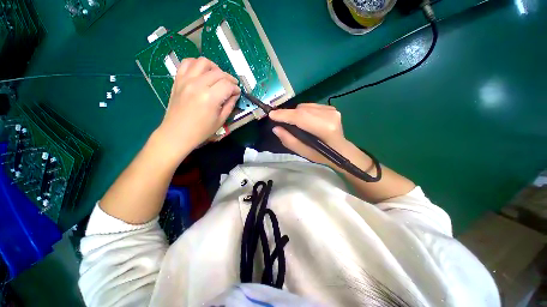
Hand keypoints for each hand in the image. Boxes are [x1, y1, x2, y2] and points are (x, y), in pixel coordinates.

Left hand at [155, 57, 240, 156]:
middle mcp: (198, 85)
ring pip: (203, 62)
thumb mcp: (221, 120)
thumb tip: (234, 94)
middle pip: (218, 73)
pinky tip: (202, 72)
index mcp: (210, 98)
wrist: (177, 133)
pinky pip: (187, 63)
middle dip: (229, 78)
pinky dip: (197, 64)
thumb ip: (230, 105)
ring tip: (218, 76)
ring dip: (214, 67)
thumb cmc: (201, 131)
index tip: (238, 93)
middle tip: (232, 86)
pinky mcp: (178, 80)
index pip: (227, 85)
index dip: (235, 88)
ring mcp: (186, 80)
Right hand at [269, 103, 372, 171]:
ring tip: (293, 123)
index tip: (271, 115)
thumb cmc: (322, 155)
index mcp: (325, 129)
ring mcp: (331, 110)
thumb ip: (289, 140)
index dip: (285, 115)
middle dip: (287, 114)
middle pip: (301, 110)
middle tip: (279, 120)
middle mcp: (329, 115)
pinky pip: (310, 106)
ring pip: (305, 106)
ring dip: (295, 113)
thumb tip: (276, 128)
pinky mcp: (331, 107)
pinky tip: (304, 120)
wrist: (341, 150)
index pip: (301, 117)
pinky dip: (303, 112)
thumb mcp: (304, 153)